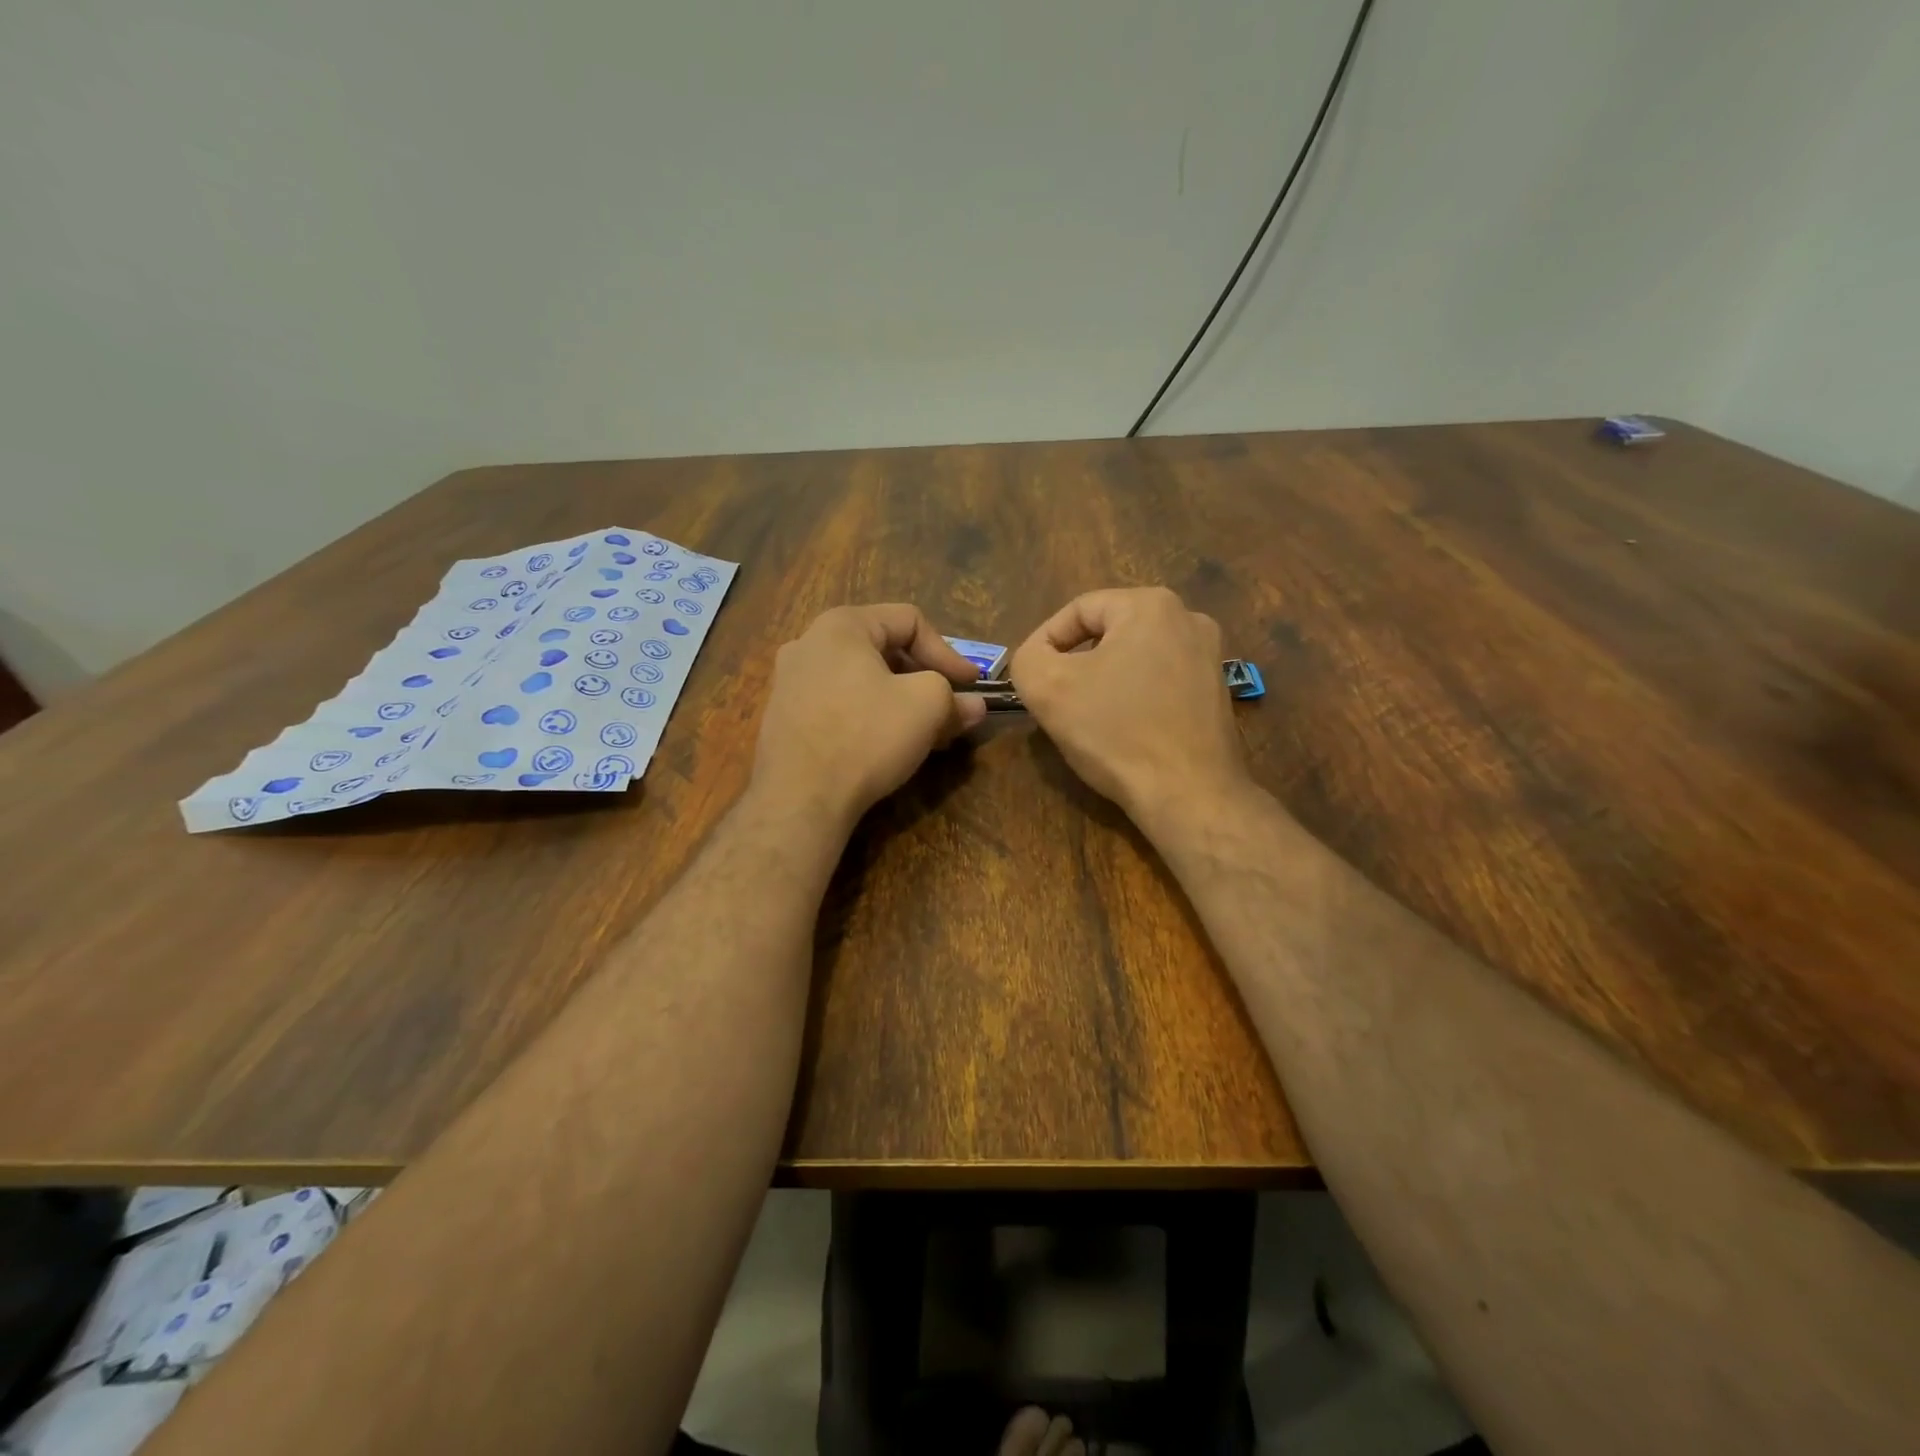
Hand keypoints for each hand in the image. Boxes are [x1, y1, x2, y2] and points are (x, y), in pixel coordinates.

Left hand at [751, 604, 986, 824]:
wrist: (798, 798)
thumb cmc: (866, 736)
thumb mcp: (926, 707)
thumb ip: (954, 698)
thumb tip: (974, 706)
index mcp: (841, 626)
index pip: (910, 621)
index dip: (949, 652)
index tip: (972, 685)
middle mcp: (809, 643)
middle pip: (883, 649)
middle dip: (924, 678)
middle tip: (950, 707)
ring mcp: (790, 682)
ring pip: (861, 680)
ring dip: (898, 700)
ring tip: (923, 731)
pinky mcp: (784, 718)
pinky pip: (839, 704)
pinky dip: (869, 716)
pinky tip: (885, 746)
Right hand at [1010, 587, 1249, 827]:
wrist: (1189, 794)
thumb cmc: (1116, 733)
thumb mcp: (1047, 688)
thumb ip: (1027, 658)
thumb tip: (1037, 657)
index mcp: (1150, 605)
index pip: (1078, 610)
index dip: (1045, 643)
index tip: (1033, 680)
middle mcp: (1189, 619)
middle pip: (1109, 633)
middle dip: (1077, 664)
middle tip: (1057, 700)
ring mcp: (1210, 657)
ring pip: (1134, 659)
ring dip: (1104, 682)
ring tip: (1087, 718)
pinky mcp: (1217, 693)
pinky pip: (1160, 683)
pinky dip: (1135, 699)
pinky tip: (1123, 732)